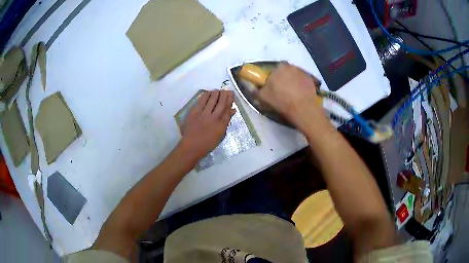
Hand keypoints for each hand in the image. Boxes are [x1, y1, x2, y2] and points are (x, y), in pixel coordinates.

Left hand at [179, 90, 235, 161]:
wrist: (191, 146)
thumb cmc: (207, 143)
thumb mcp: (220, 134)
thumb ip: (226, 121)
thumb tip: (232, 110)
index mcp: (221, 125)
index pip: (228, 110)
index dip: (230, 101)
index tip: (231, 96)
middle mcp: (214, 118)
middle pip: (221, 103)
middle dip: (224, 95)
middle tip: (225, 90)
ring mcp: (204, 114)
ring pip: (212, 100)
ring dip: (216, 94)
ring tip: (217, 90)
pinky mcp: (195, 112)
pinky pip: (201, 101)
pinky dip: (206, 95)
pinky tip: (208, 93)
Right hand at [259, 62, 325, 129]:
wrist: (303, 109)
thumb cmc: (281, 101)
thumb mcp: (263, 98)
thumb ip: (256, 91)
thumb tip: (252, 89)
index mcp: (279, 67)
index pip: (274, 69)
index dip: (272, 78)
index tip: (272, 86)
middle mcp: (291, 66)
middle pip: (285, 72)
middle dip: (283, 79)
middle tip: (282, 91)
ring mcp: (303, 72)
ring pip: (295, 76)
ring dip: (293, 82)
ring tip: (292, 95)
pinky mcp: (312, 80)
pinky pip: (304, 81)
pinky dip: (302, 86)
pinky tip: (300, 96)